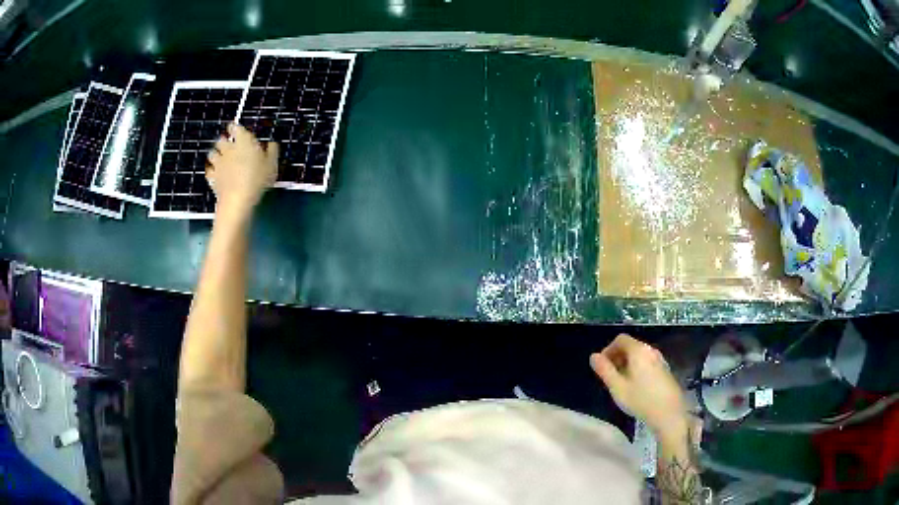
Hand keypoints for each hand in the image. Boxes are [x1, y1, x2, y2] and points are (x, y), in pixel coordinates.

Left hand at [206, 123, 278, 214]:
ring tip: (220, 158)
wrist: (238, 200)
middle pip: (221, 139)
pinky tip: (216, 174)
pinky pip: (209, 171)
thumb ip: (272, 151)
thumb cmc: (257, 179)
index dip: (235, 127)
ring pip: (212, 153)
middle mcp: (228, 149)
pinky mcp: (212, 178)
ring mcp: (218, 163)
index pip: (235, 127)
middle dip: (224, 141)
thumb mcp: (272, 164)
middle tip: (229, 145)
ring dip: (216, 154)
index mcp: (243, 141)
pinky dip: (211, 171)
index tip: (235, 128)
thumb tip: (272, 144)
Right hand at [590, 334, 687, 436]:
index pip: (620, 339)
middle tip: (609, 376)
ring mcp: (660, 360)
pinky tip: (635, 387)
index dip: (608, 350)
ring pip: (639, 355)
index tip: (602, 367)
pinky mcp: (664, 370)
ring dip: (626, 364)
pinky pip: (647, 362)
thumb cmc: (641, 399)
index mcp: (638, 351)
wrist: (669, 412)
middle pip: (630, 346)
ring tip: (621, 383)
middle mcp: (650, 350)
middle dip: (617, 357)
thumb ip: (605, 370)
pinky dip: (637, 368)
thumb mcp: (618, 387)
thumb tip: (593, 356)